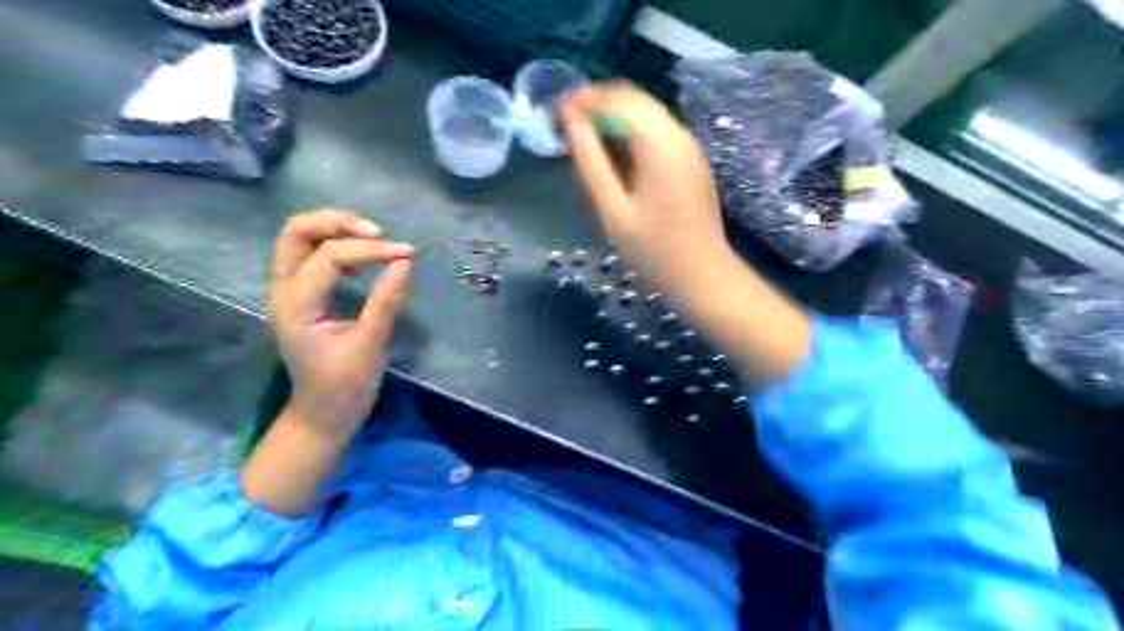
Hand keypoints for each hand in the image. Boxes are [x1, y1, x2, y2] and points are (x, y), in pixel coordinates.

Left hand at [269, 210, 414, 440]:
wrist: (322, 414)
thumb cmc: (346, 386)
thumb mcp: (370, 345)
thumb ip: (385, 301)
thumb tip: (404, 261)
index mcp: (297, 305)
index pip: (331, 257)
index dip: (372, 250)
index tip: (408, 253)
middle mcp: (283, 290)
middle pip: (296, 232)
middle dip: (337, 222)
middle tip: (377, 231)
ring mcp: (288, 291)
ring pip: (298, 239)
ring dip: (334, 229)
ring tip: (372, 238)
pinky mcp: (300, 295)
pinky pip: (309, 254)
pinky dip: (334, 244)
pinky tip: (362, 258)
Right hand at [554, 81, 735, 300]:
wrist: (703, 278)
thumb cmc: (654, 252)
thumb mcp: (613, 211)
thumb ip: (590, 162)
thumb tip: (570, 121)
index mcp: (659, 143)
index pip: (615, 99)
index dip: (580, 100)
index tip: (551, 113)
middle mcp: (678, 134)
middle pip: (631, 100)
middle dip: (594, 107)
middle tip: (562, 130)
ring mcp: (688, 147)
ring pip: (643, 115)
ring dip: (610, 121)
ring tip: (580, 145)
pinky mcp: (690, 162)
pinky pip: (654, 134)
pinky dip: (628, 137)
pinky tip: (611, 160)